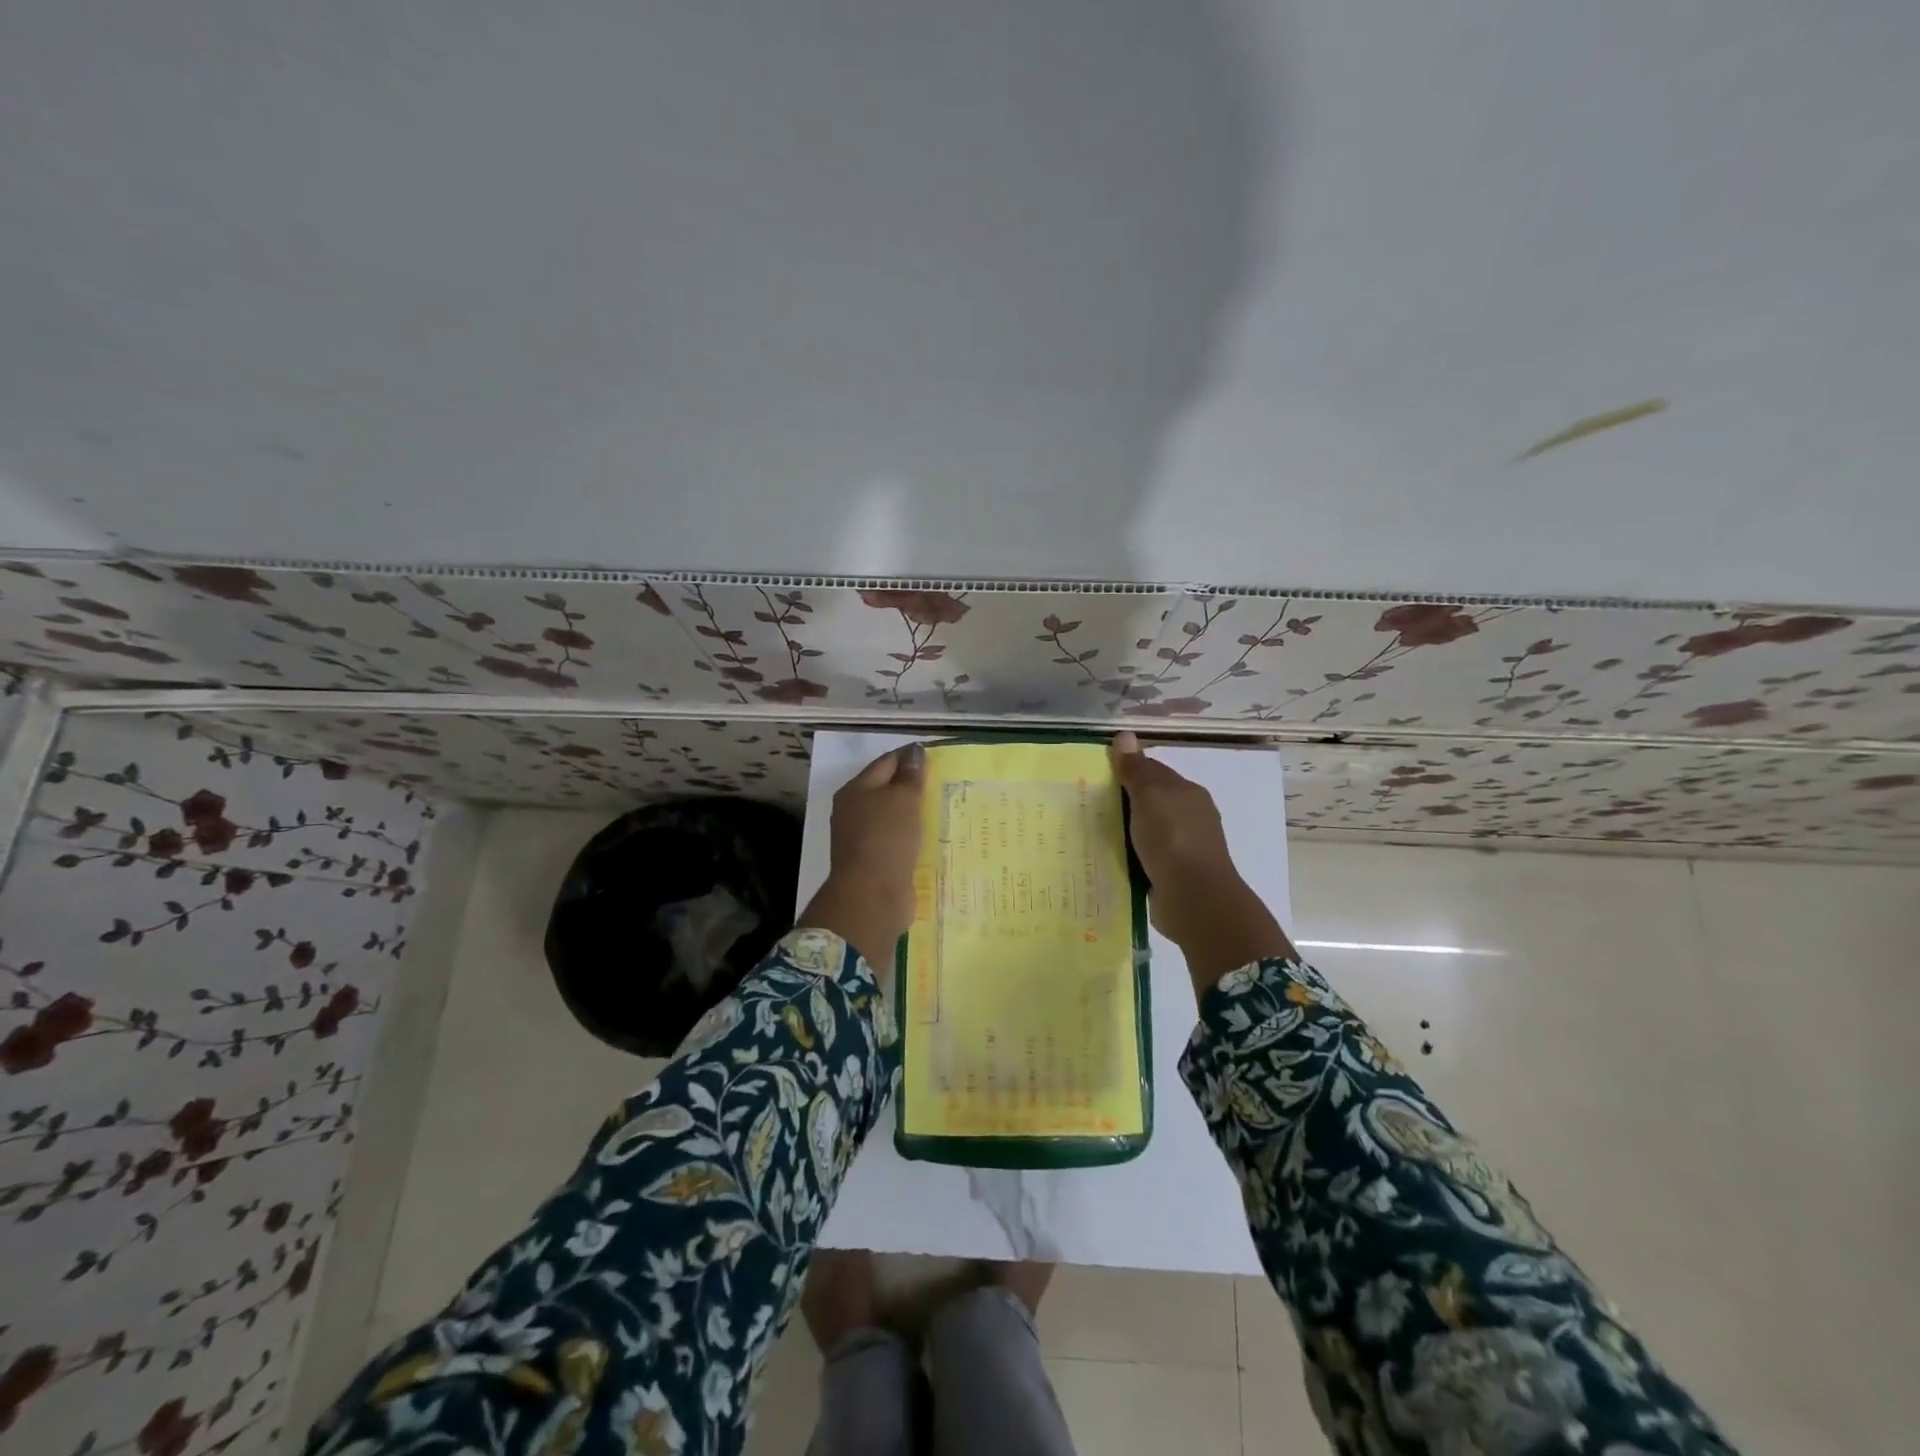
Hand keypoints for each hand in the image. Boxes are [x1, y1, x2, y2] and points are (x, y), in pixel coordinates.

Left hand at [798, 743, 926, 968]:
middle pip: (886, 790)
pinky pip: (897, 841)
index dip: (910, 756)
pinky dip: (912, 837)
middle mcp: (854, 812)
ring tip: (942, 809)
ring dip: (913, 813)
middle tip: (944, 782)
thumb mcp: (903, 799)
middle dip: (912, 785)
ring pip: (892, 817)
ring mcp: (862, 839)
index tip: (937, 756)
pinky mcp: (875, 862)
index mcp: (855, 790)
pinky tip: (931, 837)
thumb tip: (914, 752)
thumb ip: (910, 775)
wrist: (872, 896)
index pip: (886, 762)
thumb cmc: (886, 838)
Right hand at [1111, 732, 1292, 989]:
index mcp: (1188, 793)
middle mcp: (1190, 817)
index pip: (1155, 771)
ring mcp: (1184, 848)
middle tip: (1086, 804)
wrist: (1194, 898)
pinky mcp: (1174, 875)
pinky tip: (1109, 859)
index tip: (1097, 774)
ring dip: (1126, 832)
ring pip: (1148, 831)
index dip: (1128, 769)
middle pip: (1152, 801)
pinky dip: (1130, 856)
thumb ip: (1136, 769)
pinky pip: (1146, 858)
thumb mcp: (1150, 796)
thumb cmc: (1172, 838)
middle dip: (1124, 802)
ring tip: (1092, 833)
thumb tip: (1124, 735)